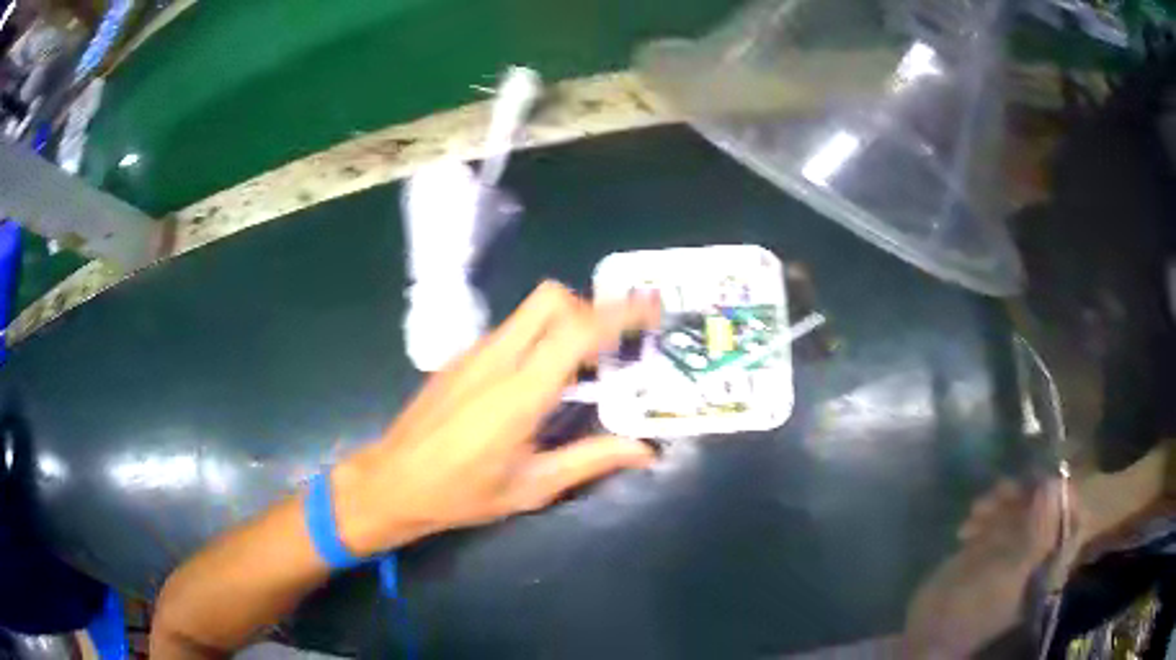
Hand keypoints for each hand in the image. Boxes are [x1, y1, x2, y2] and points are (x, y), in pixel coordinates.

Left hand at [332, 281, 661, 555]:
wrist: (393, 481)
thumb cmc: (463, 493)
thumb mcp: (533, 486)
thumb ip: (591, 460)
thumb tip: (645, 450)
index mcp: (521, 392)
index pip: (578, 330)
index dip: (620, 313)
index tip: (651, 308)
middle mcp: (497, 358)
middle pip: (551, 298)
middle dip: (589, 309)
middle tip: (608, 347)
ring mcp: (473, 353)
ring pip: (529, 310)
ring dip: (563, 322)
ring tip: (579, 366)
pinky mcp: (460, 357)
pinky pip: (509, 330)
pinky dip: (536, 337)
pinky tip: (534, 381)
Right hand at [904, 479, 1073, 657]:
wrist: (929, 631)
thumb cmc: (976, 609)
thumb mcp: (1011, 574)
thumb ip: (1039, 531)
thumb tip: (1054, 482)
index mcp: (1050, 563)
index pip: (1074, 522)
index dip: (1066, 497)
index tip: (1047, 479)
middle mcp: (1036, 552)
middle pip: (1046, 507)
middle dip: (1027, 493)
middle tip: (1004, 489)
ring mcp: (1012, 548)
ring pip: (1021, 506)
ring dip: (1002, 500)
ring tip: (979, 508)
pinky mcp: (989, 544)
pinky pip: (997, 514)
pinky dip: (984, 511)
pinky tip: (967, 524)